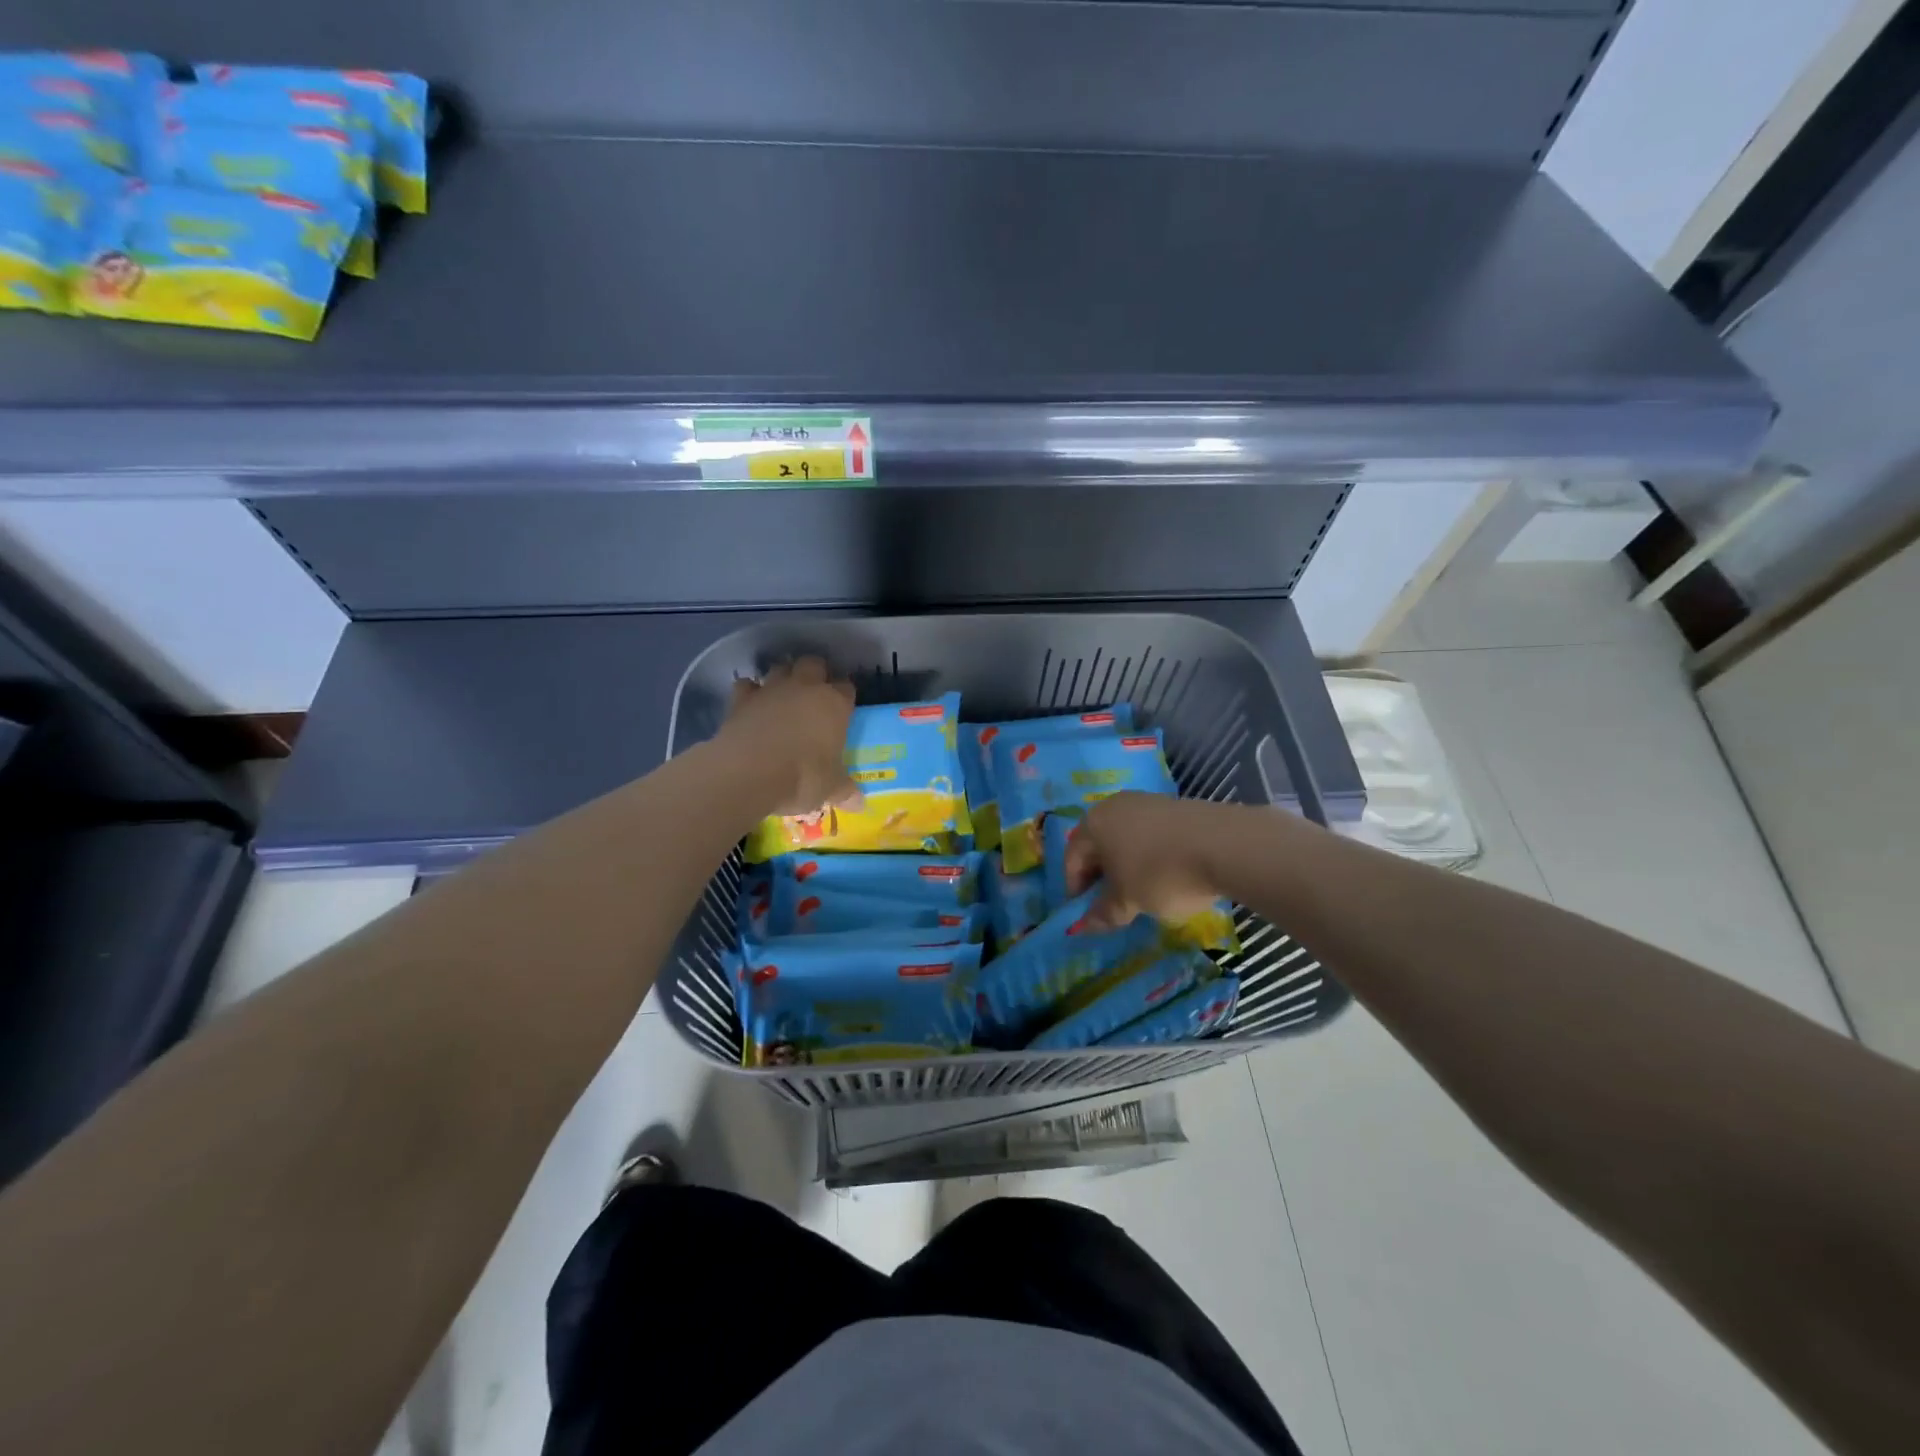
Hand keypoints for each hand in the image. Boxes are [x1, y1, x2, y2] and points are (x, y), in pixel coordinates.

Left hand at [717, 658, 860, 816]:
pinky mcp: (741, 699)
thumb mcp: (830, 788)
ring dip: (783, 677)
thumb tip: (860, 804)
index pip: (847, 687)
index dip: (845, 696)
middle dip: (815, 673)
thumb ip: (845, 790)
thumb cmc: (802, 777)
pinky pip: (747, 686)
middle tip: (814, 694)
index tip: (844, 708)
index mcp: (835, 703)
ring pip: (780, 668)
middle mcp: (805, 688)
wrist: (748, 773)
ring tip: (783, 697)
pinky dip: (750, 692)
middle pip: (814, 664)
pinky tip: (752, 706)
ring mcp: (771, 689)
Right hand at [1065, 793, 1227, 925]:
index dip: (1075, 887)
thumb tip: (1085, 925)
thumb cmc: (1160, 873)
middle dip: (1101, 874)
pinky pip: (1152, 834)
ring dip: (1127, 864)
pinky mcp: (1176, 806)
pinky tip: (1167, 874)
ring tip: (1141, 891)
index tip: (1086, 912)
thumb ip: (1104, 913)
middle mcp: (1115, 805)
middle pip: (1098, 843)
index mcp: (1094, 823)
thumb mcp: (1128, 901)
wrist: (1224, 845)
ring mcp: (1147, 802)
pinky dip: (1151, 854)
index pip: (1072, 856)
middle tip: (1112, 903)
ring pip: (1126, 837)